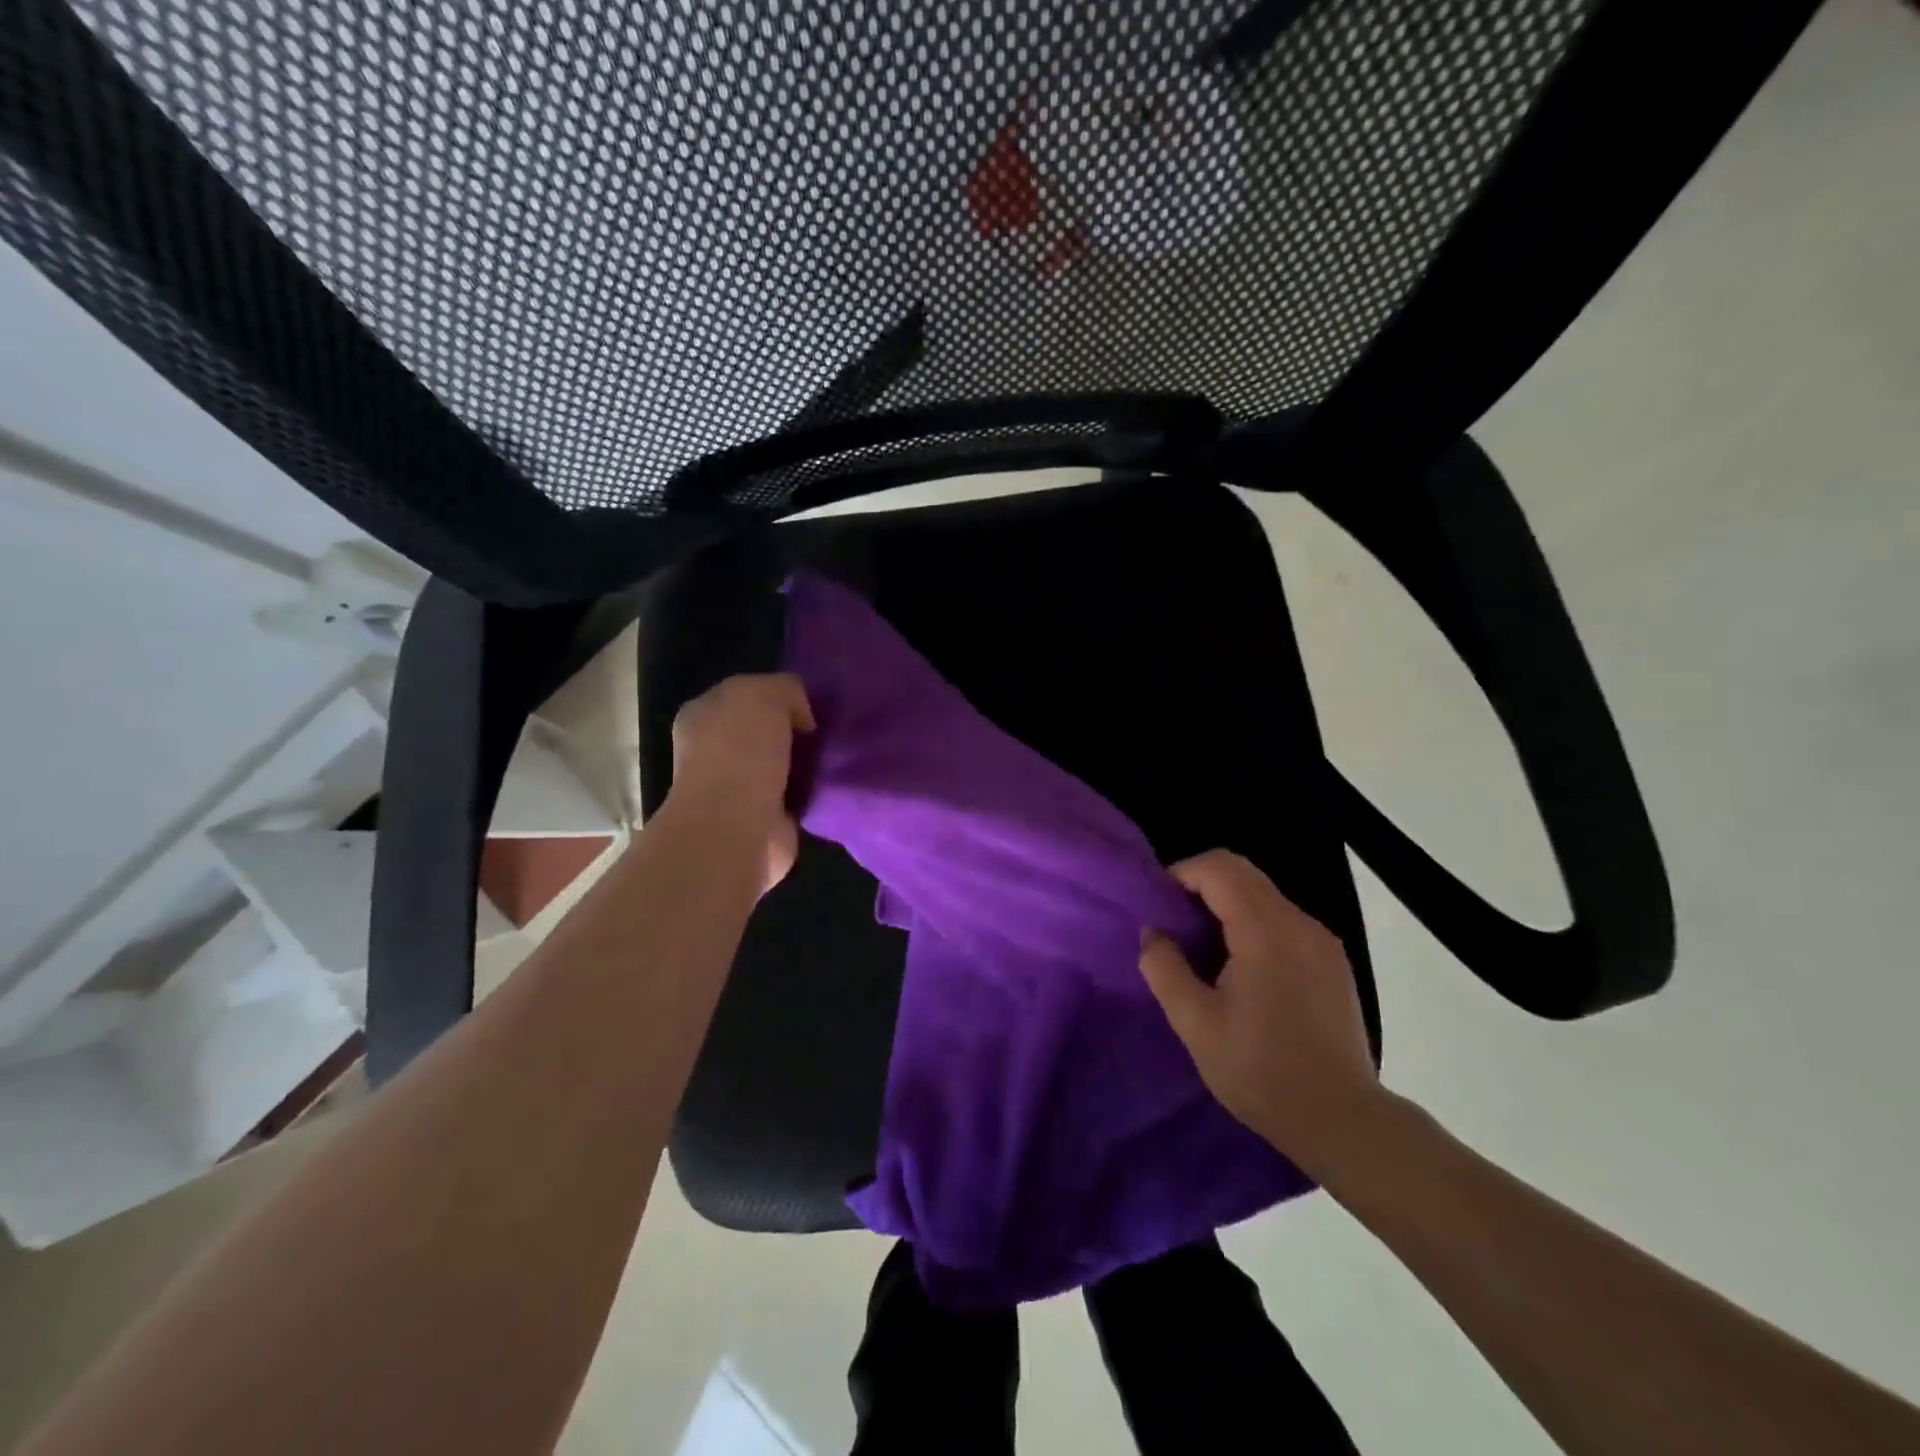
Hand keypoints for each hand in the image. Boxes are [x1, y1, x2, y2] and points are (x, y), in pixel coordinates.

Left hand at [668, 674, 814, 892]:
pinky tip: (832, 784)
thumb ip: (785, 689)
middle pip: (764, 731)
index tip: (810, 705)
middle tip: (828, 731)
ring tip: (837, 756)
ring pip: (781, 764)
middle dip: (795, 731)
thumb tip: (802, 717)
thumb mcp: (764, 693)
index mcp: (703, 715)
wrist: (735, 827)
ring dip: (805, 764)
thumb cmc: (740, 751)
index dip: (777, 695)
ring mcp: (736, 789)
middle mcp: (714, 751)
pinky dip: (812, 793)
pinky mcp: (762, 820)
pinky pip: (795, 797)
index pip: (744, 694)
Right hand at [1139, 849, 1380, 1170]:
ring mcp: (1322, 941)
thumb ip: (1165, 969)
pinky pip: (1284, 919)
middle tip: (1175, 924)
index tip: (1159, 907)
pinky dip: (1253, 923)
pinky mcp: (1332, 961)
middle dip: (1202, 884)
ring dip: (1227, 904)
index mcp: (1265, 931)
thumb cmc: (1261, 1072)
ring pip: (1264, 894)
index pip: (1218, 868)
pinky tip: (1242, 968)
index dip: (1181, 874)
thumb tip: (1153, 932)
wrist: (1342, 1120)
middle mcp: (1299, 923)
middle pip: (1243, 872)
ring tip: (1204, 949)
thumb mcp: (1196, 1024)